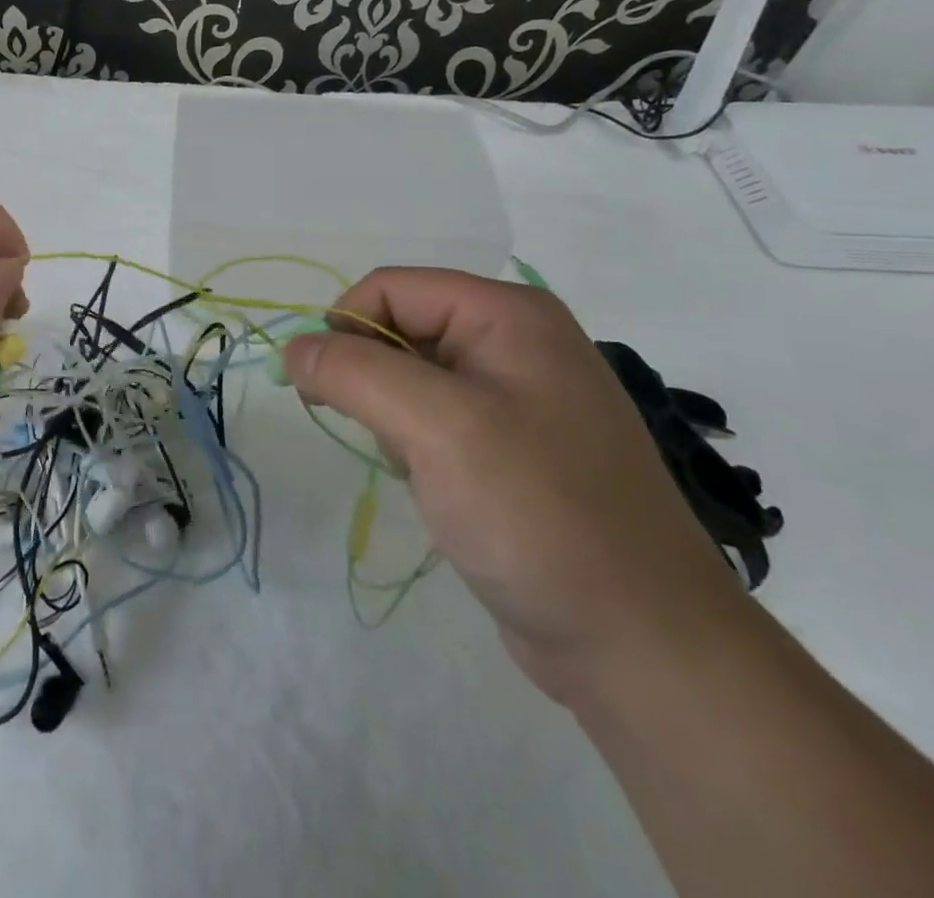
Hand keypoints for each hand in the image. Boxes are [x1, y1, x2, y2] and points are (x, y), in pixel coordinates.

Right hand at [287, 269, 750, 705]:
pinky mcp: (511, 449)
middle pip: (399, 330)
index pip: (389, 289)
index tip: (319, 389)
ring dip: (392, 421)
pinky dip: (414, 448)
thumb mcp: (436, 426)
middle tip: (386, 439)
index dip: (343, 328)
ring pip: (409, 379)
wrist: (640, 646)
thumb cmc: (538, 513)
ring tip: (422, 470)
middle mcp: (514, 343)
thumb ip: (353, 372)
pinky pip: (433, 422)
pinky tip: (439, 490)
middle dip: (372, 381)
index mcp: (507, 314)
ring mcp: (517, 398)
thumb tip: (292, 348)